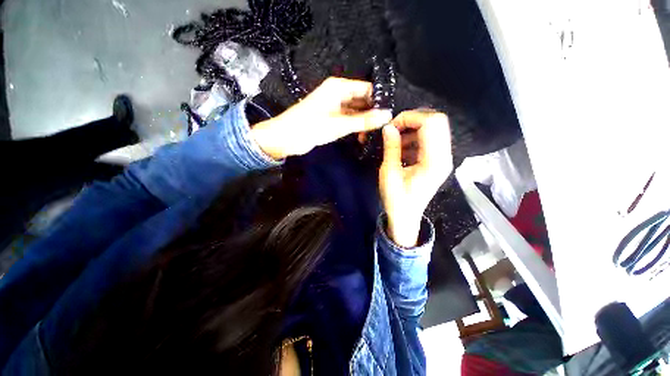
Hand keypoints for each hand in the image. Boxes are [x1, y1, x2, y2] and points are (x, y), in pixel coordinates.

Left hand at [251, 77, 391, 158]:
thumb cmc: (310, 127)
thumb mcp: (340, 124)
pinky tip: (364, 135)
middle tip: (386, 127)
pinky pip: (349, 119)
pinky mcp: (332, 118)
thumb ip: (364, 120)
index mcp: (339, 87)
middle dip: (373, 113)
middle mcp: (338, 93)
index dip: (380, 100)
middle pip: (362, 100)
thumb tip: (387, 116)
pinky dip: (356, 127)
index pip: (367, 89)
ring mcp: (335, 107)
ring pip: (356, 111)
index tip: (392, 114)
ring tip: (376, 134)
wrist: (286, 138)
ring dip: (365, 122)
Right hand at [379, 110, 452, 246]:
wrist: (405, 218)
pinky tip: (401, 148)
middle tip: (394, 129)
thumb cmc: (396, 199)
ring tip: (395, 140)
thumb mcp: (389, 173)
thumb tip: (388, 127)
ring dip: (413, 129)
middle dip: (413, 120)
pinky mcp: (437, 161)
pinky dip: (415, 138)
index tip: (391, 126)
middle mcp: (444, 156)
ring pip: (434, 129)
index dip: (410, 117)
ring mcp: (442, 158)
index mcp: (434, 161)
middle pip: (437, 121)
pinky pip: (430, 140)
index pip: (431, 123)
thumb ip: (391, 148)